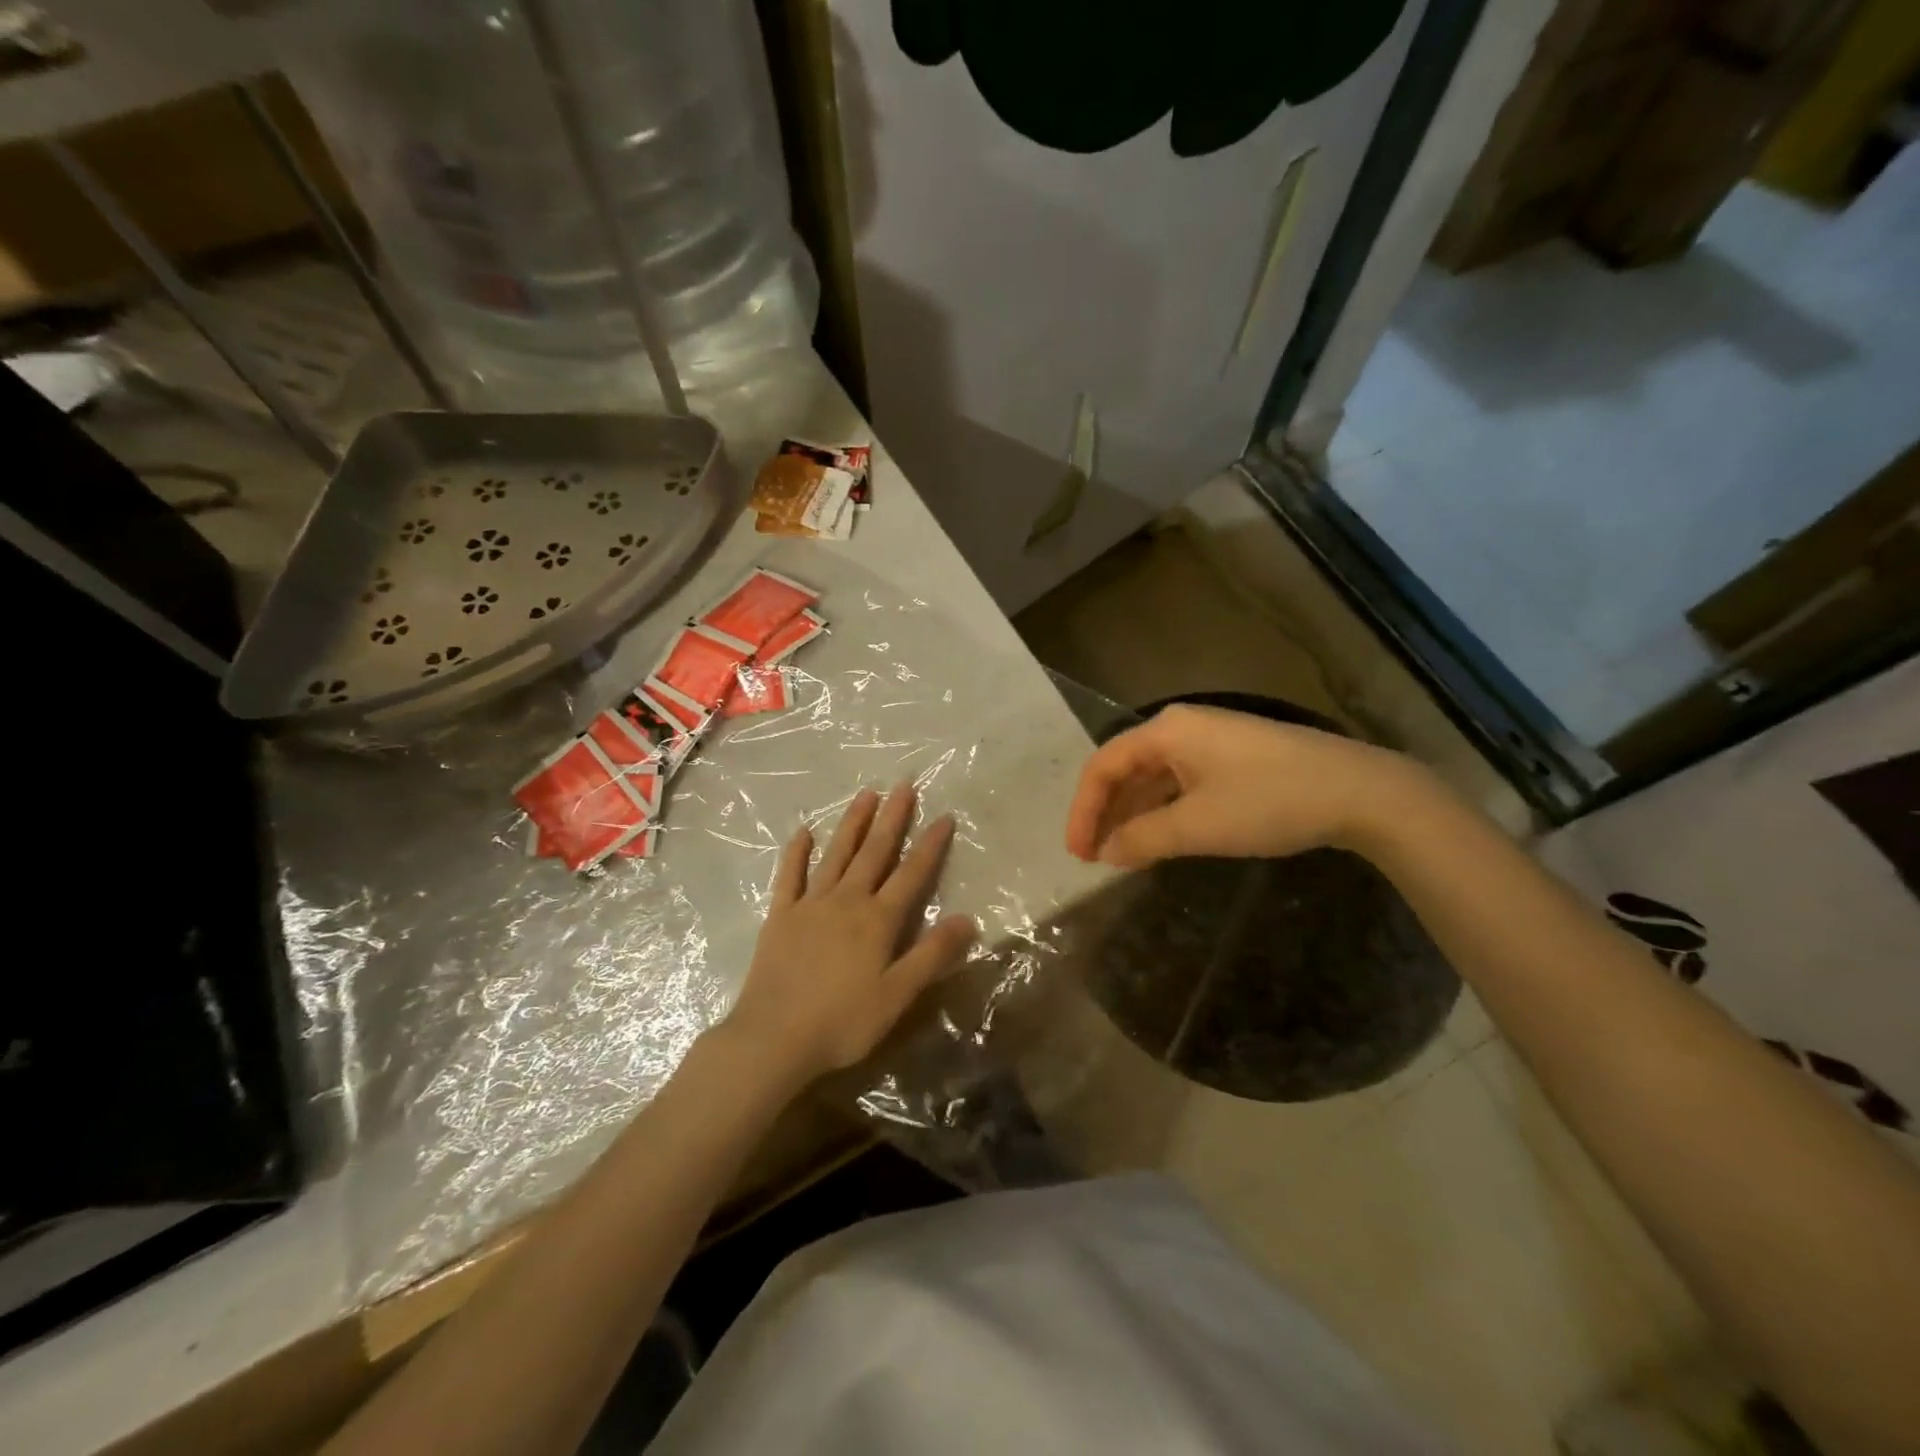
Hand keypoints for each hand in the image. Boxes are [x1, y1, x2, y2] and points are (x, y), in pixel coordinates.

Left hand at [725, 783, 976, 1085]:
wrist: (773, 1038)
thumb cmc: (842, 1022)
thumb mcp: (897, 995)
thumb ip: (932, 955)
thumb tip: (967, 918)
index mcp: (877, 920)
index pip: (911, 875)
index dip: (929, 846)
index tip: (943, 816)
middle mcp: (846, 901)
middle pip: (874, 853)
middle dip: (891, 819)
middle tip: (903, 786)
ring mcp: (810, 905)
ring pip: (836, 855)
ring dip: (852, 824)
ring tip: (865, 794)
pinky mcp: (780, 916)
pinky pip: (789, 876)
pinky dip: (797, 853)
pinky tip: (803, 832)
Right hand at [1064, 704, 1435, 867]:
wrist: (1359, 791)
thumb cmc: (1269, 801)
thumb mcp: (1198, 826)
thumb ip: (1143, 839)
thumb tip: (1107, 853)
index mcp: (1166, 730)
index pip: (1103, 766)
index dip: (1083, 811)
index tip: (1078, 854)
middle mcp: (1181, 727)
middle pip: (1126, 769)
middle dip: (1106, 813)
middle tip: (1094, 858)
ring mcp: (1209, 741)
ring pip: (1154, 778)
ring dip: (1134, 815)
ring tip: (1121, 855)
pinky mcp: (1233, 758)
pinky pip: (1181, 782)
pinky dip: (1163, 811)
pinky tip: (1161, 838)